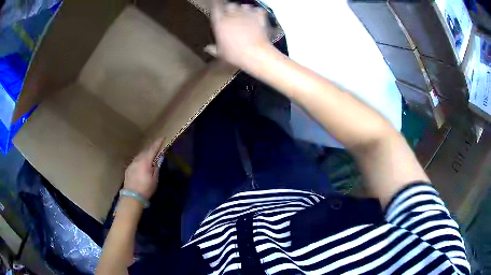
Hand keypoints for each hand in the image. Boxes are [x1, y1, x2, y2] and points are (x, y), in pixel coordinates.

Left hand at [124, 138, 164, 199]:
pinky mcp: (128, 168)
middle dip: (152, 147)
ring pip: (140, 155)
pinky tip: (142, 163)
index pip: (153, 149)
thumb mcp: (155, 179)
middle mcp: (138, 159)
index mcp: (146, 161)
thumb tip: (159, 158)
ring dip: (145, 153)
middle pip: (146, 150)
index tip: (162, 137)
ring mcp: (132, 163)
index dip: (158, 143)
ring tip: (150, 154)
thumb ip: (157, 167)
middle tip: (157, 146)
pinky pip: (136, 160)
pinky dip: (140, 159)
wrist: (132, 196)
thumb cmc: (146, 188)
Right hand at [209, 0, 270, 68]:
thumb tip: (207, 48)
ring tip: (244, 16)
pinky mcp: (258, 16)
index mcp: (219, 22)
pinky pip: (258, 10)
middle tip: (232, 15)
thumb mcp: (220, 53)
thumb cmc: (236, 54)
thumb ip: (213, 48)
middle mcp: (231, 14)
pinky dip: (257, 12)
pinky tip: (257, 17)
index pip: (215, 7)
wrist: (255, 53)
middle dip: (230, 9)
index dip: (216, 6)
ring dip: (243, 10)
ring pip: (243, 6)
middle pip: (230, 5)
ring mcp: (246, 14)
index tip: (217, 7)